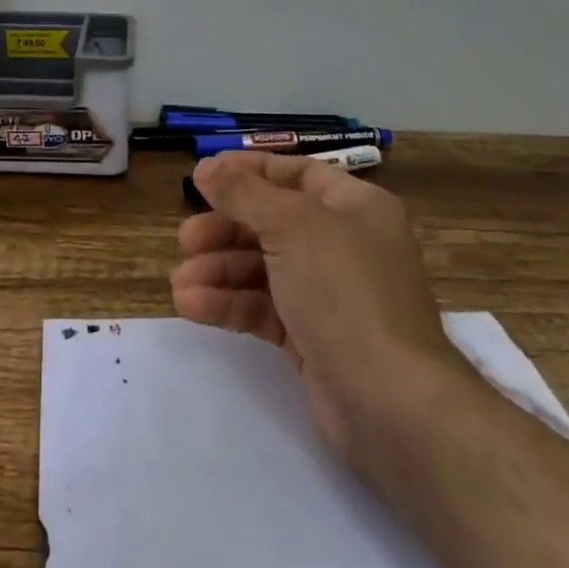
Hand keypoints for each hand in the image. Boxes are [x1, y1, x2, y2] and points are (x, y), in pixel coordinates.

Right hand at [173, 151, 468, 463]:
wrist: (389, 400)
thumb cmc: (344, 291)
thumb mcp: (292, 226)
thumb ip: (244, 193)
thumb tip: (206, 166)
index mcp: (354, 207)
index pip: (296, 173)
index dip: (249, 171)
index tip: (202, 176)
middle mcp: (345, 244)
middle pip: (272, 222)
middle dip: (225, 229)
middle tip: (186, 240)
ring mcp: (330, 294)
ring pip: (263, 268)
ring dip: (218, 271)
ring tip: (179, 284)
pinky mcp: (313, 336)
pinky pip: (264, 308)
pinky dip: (229, 303)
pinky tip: (192, 306)